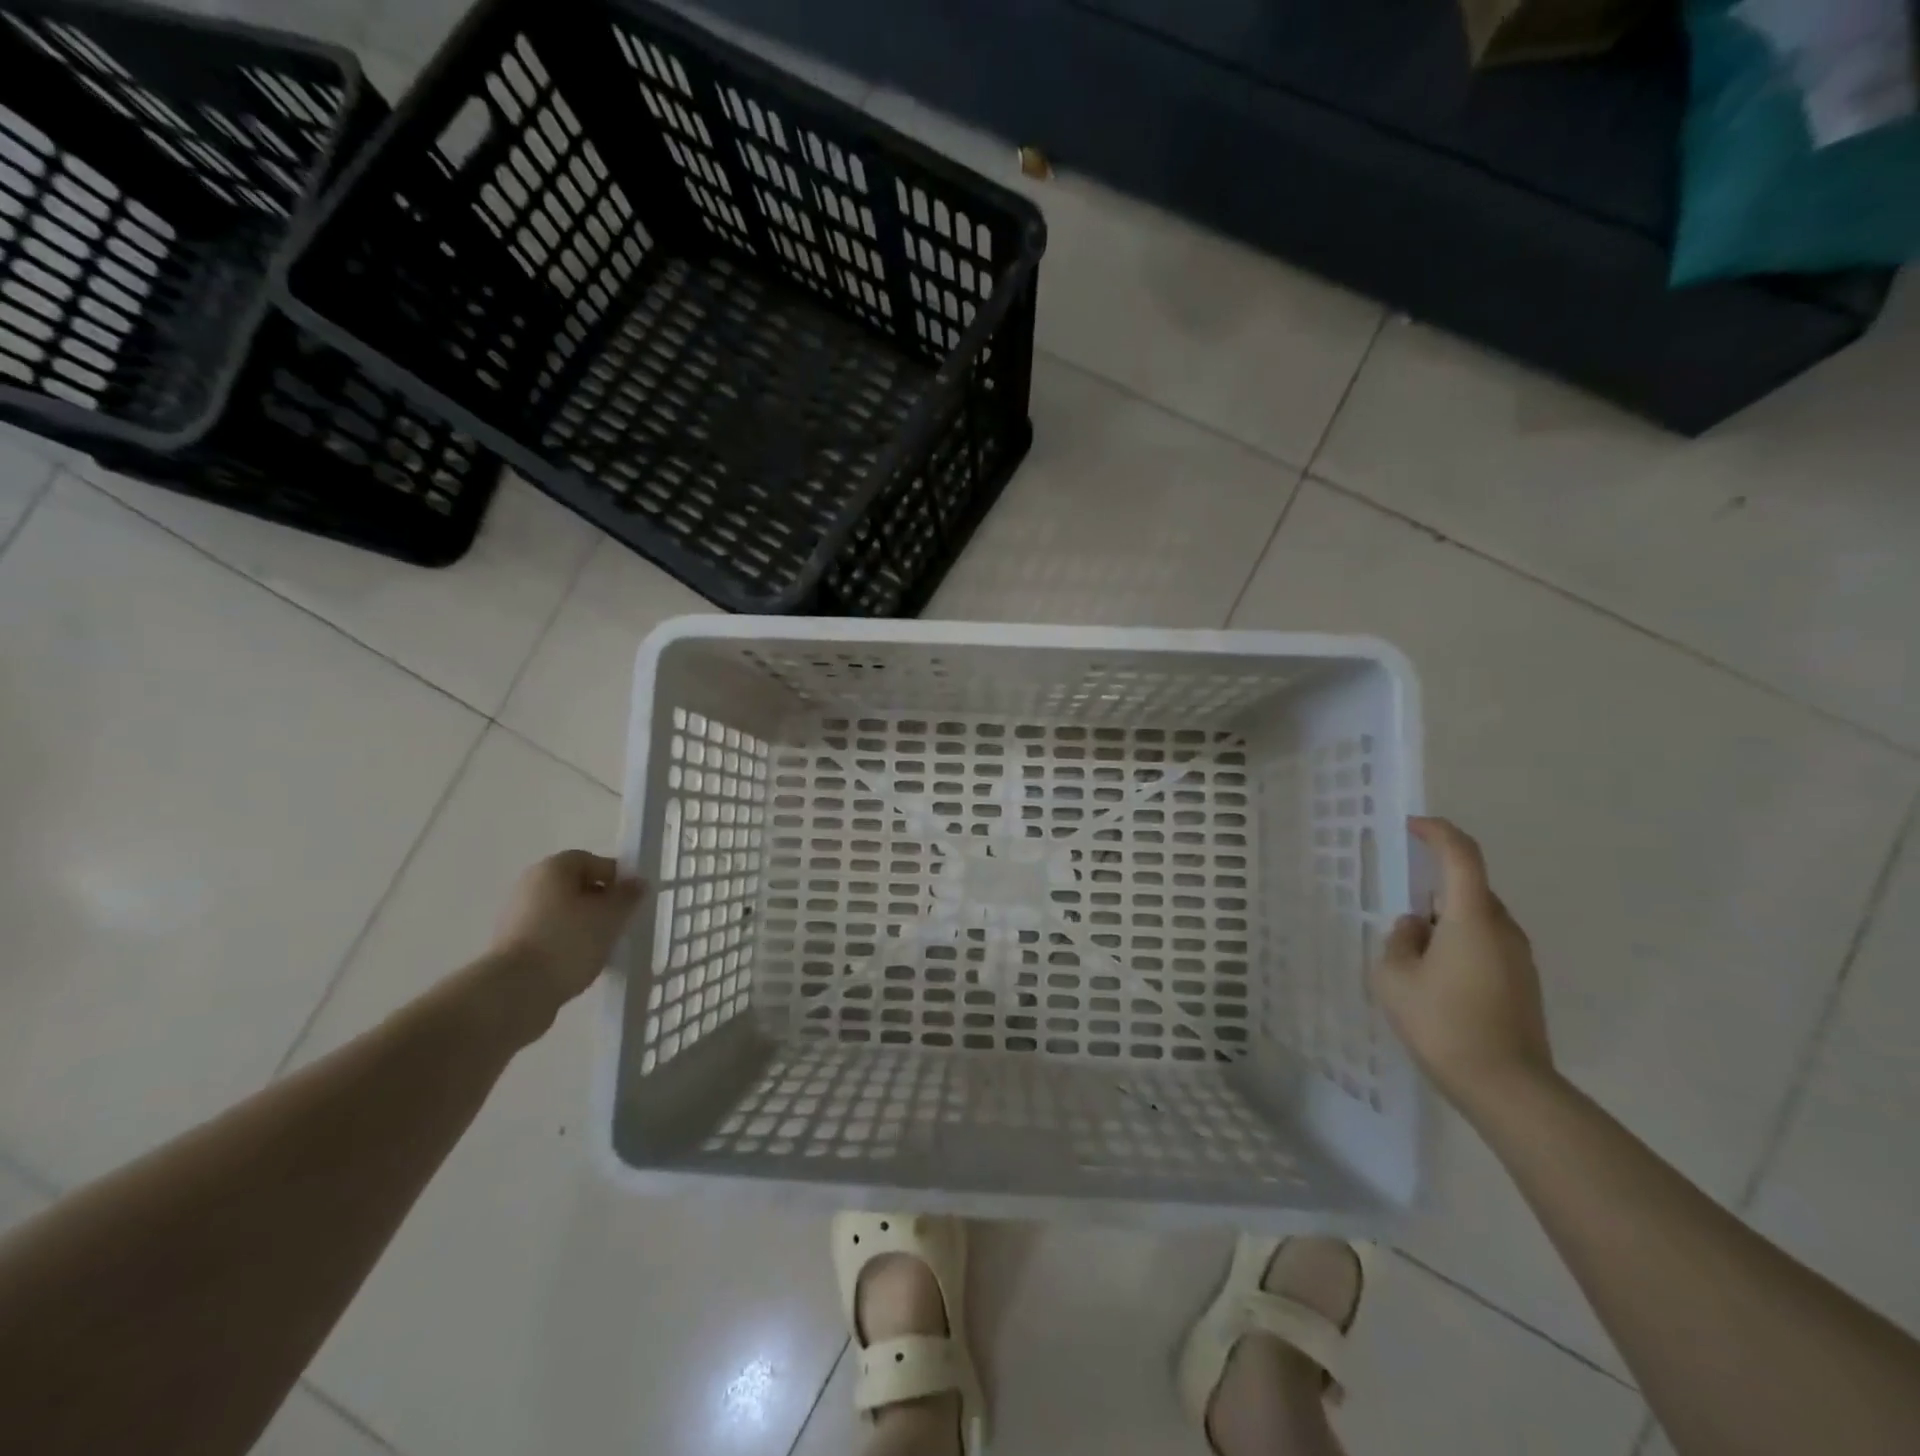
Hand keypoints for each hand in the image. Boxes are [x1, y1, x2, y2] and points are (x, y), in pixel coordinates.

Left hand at [489, 851, 645, 1014]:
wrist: (515, 992)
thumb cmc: (568, 942)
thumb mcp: (611, 915)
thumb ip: (628, 895)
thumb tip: (636, 883)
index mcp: (553, 868)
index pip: (592, 861)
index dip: (616, 878)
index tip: (631, 901)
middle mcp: (530, 884)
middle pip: (576, 886)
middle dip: (600, 903)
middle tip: (619, 923)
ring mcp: (516, 916)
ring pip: (563, 913)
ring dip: (584, 925)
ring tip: (602, 947)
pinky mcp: (511, 946)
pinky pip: (549, 936)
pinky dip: (566, 944)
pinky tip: (580, 963)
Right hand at [1370, 817, 1555, 1113]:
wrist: (1507, 1088)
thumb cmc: (1443, 1023)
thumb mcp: (1394, 977)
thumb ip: (1398, 941)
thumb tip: (1415, 928)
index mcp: (1472, 918)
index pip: (1461, 856)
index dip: (1438, 832)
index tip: (1413, 826)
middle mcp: (1503, 929)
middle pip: (1469, 889)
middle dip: (1433, 891)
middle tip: (1401, 917)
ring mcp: (1520, 958)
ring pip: (1477, 920)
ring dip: (1445, 923)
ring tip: (1414, 959)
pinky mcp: (1523, 984)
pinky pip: (1486, 945)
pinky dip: (1459, 946)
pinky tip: (1437, 981)